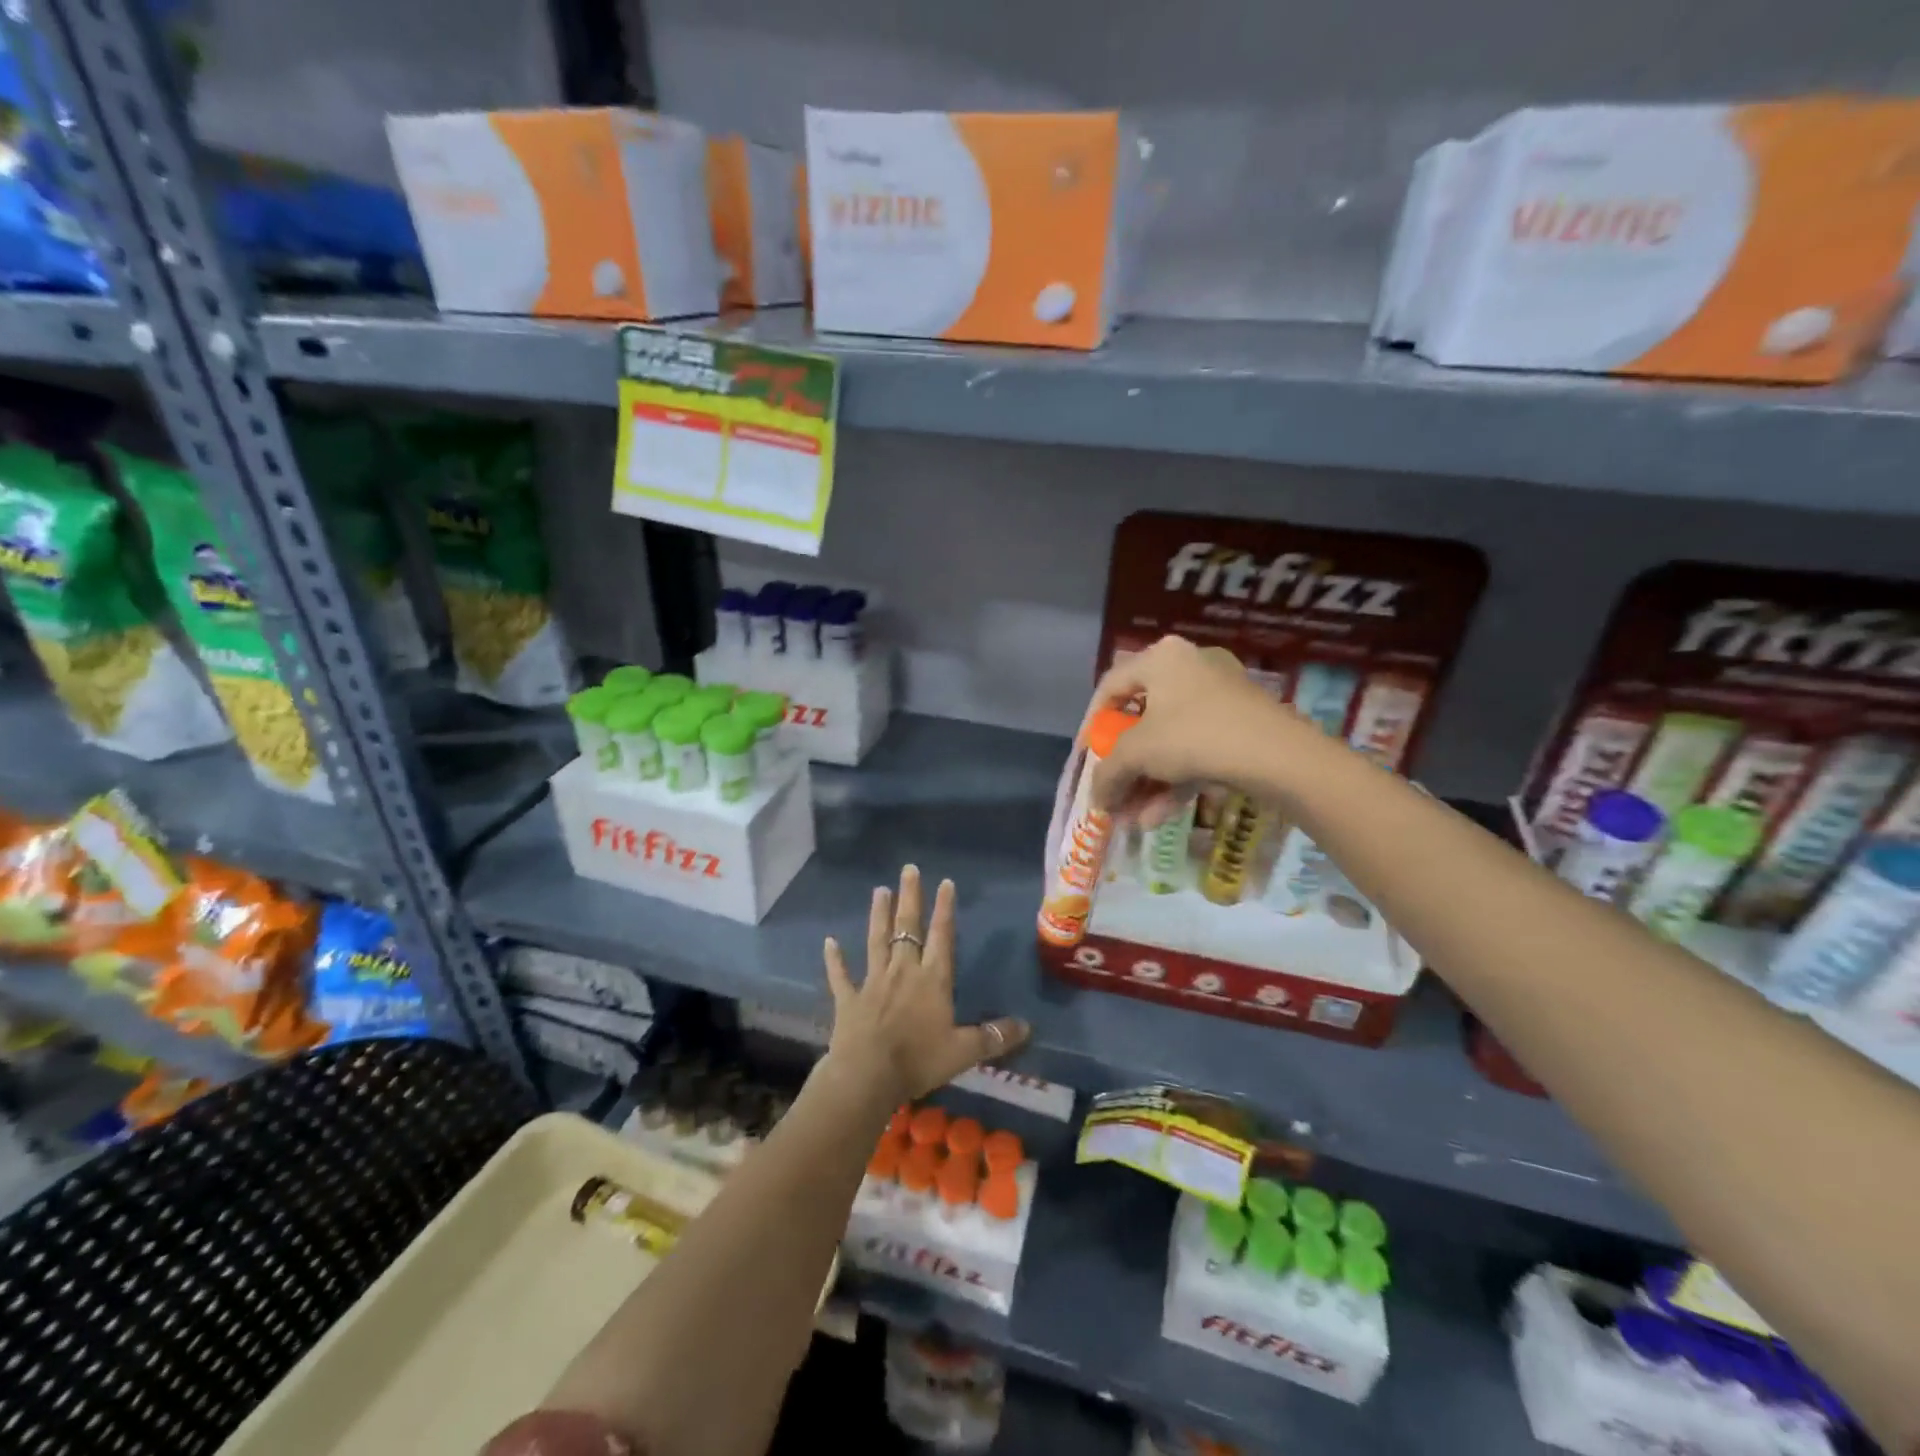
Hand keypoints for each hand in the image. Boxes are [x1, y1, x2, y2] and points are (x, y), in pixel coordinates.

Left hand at [823, 865, 1030, 1103]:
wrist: (867, 1076)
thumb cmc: (919, 1060)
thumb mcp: (964, 1051)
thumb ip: (994, 1037)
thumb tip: (1027, 1026)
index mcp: (932, 980)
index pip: (941, 936)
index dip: (944, 909)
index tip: (945, 882)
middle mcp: (903, 972)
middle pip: (907, 928)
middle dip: (910, 898)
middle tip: (908, 869)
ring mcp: (873, 982)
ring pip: (876, 941)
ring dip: (878, 915)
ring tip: (879, 890)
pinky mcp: (849, 999)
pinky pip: (840, 975)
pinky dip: (834, 959)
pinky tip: (829, 942)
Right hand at [1086, 634, 1311, 824]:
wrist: (1281, 756)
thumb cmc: (1196, 737)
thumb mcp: (1138, 754)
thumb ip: (1108, 774)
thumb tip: (1097, 799)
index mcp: (1161, 658)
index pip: (1110, 686)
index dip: (1092, 724)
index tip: (1088, 757)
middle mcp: (1189, 667)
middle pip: (1142, 720)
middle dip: (1125, 767)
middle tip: (1113, 795)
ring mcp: (1220, 696)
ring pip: (1170, 741)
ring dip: (1147, 783)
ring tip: (1134, 820)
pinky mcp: (1241, 723)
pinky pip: (1197, 749)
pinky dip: (1176, 780)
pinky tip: (1159, 817)